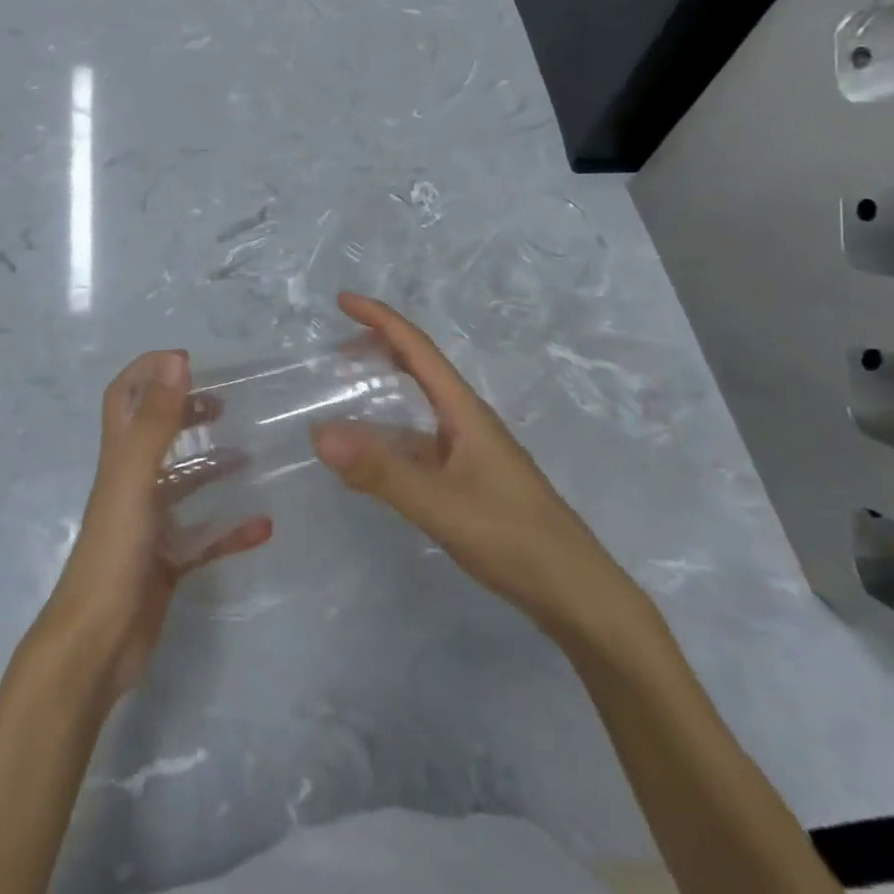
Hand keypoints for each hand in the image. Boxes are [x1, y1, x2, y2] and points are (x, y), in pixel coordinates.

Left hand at [42, 351, 271, 697]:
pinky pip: (205, 539)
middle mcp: (132, 484)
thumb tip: (176, 362)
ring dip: (213, 467)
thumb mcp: (135, 478)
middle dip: (186, 413)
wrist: (97, 645)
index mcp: (120, 459)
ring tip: (250, 457)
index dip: (147, 372)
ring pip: (184, 486)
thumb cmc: (114, 551)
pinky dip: (231, 530)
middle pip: (157, 436)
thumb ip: (157, 421)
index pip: (124, 398)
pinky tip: (262, 527)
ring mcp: (149, 525)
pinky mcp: (166, 562)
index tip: (187, 361)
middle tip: (224, 405)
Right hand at [311, 293, 647, 649]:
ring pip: (418, 411)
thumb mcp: (440, 503)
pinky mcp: (469, 482)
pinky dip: (389, 443)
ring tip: (344, 397)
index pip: (417, 349)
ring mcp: (469, 453)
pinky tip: (369, 465)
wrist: (575, 593)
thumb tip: (319, 433)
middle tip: (337, 348)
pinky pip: (419, 448)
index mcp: (464, 411)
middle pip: (419, 370)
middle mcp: (466, 422)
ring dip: (383, 396)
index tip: (343, 301)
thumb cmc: (512, 537)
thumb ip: (381, 471)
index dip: (380, 319)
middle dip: (380, 348)